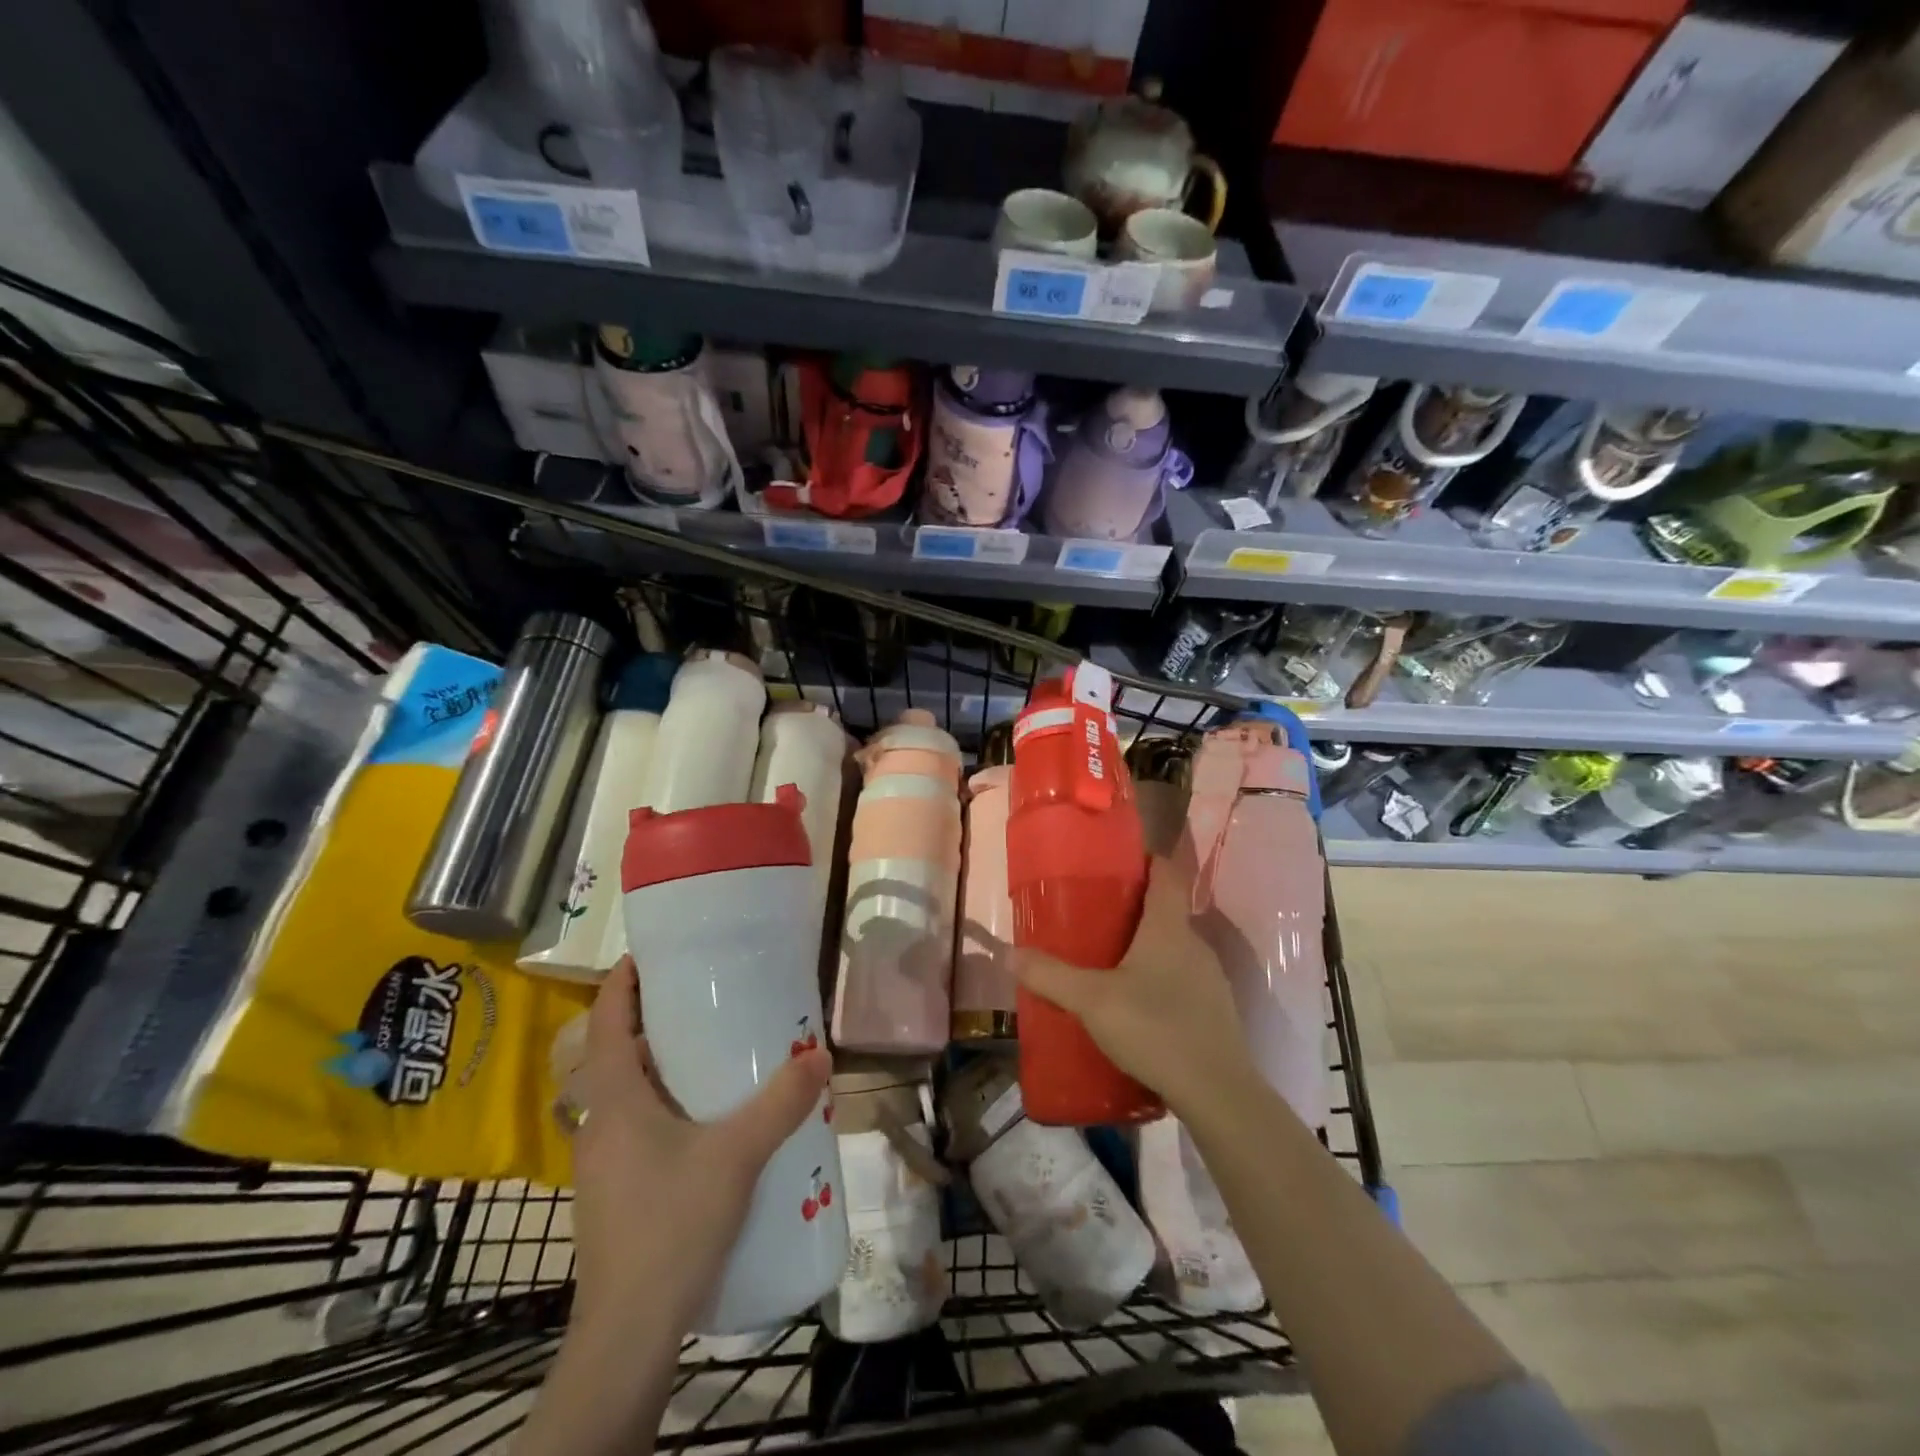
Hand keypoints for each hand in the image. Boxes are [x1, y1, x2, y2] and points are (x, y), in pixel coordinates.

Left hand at [568, 957, 830, 1334]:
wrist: (629, 1330)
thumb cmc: (672, 1223)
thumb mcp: (737, 1155)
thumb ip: (781, 1103)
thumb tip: (821, 1055)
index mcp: (614, 1101)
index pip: (606, 1023)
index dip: (621, 984)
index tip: (649, 955)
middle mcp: (598, 1124)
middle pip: (617, 1056)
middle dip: (652, 1023)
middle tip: (701, 1000)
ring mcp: (601, 1162)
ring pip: (627, 1096)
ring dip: (660, 1069)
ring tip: (710, 1054)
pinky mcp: (613, 1192)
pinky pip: (636, 1127)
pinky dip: (663, 1106)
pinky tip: (704, 1123)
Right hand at [1013, 855, 1255, 1116]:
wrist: (1218, 1093)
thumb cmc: (1155, 1028)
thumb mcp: (1091, 1001)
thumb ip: (1050, 976)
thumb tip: (1009, 954)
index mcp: (1169, 928)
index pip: (1167, 873)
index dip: (1147, 860)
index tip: (1116, 864)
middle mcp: (1194, 944)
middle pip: (1166, 911)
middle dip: (1134, 909)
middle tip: (1094, 918)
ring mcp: (1210, 979)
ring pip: (1174, 949)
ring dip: (1145, 949)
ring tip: (1109, 964)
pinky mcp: (1215, 1011)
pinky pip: (1182, 981)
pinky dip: (1160, 982)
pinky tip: (1136, 1008)